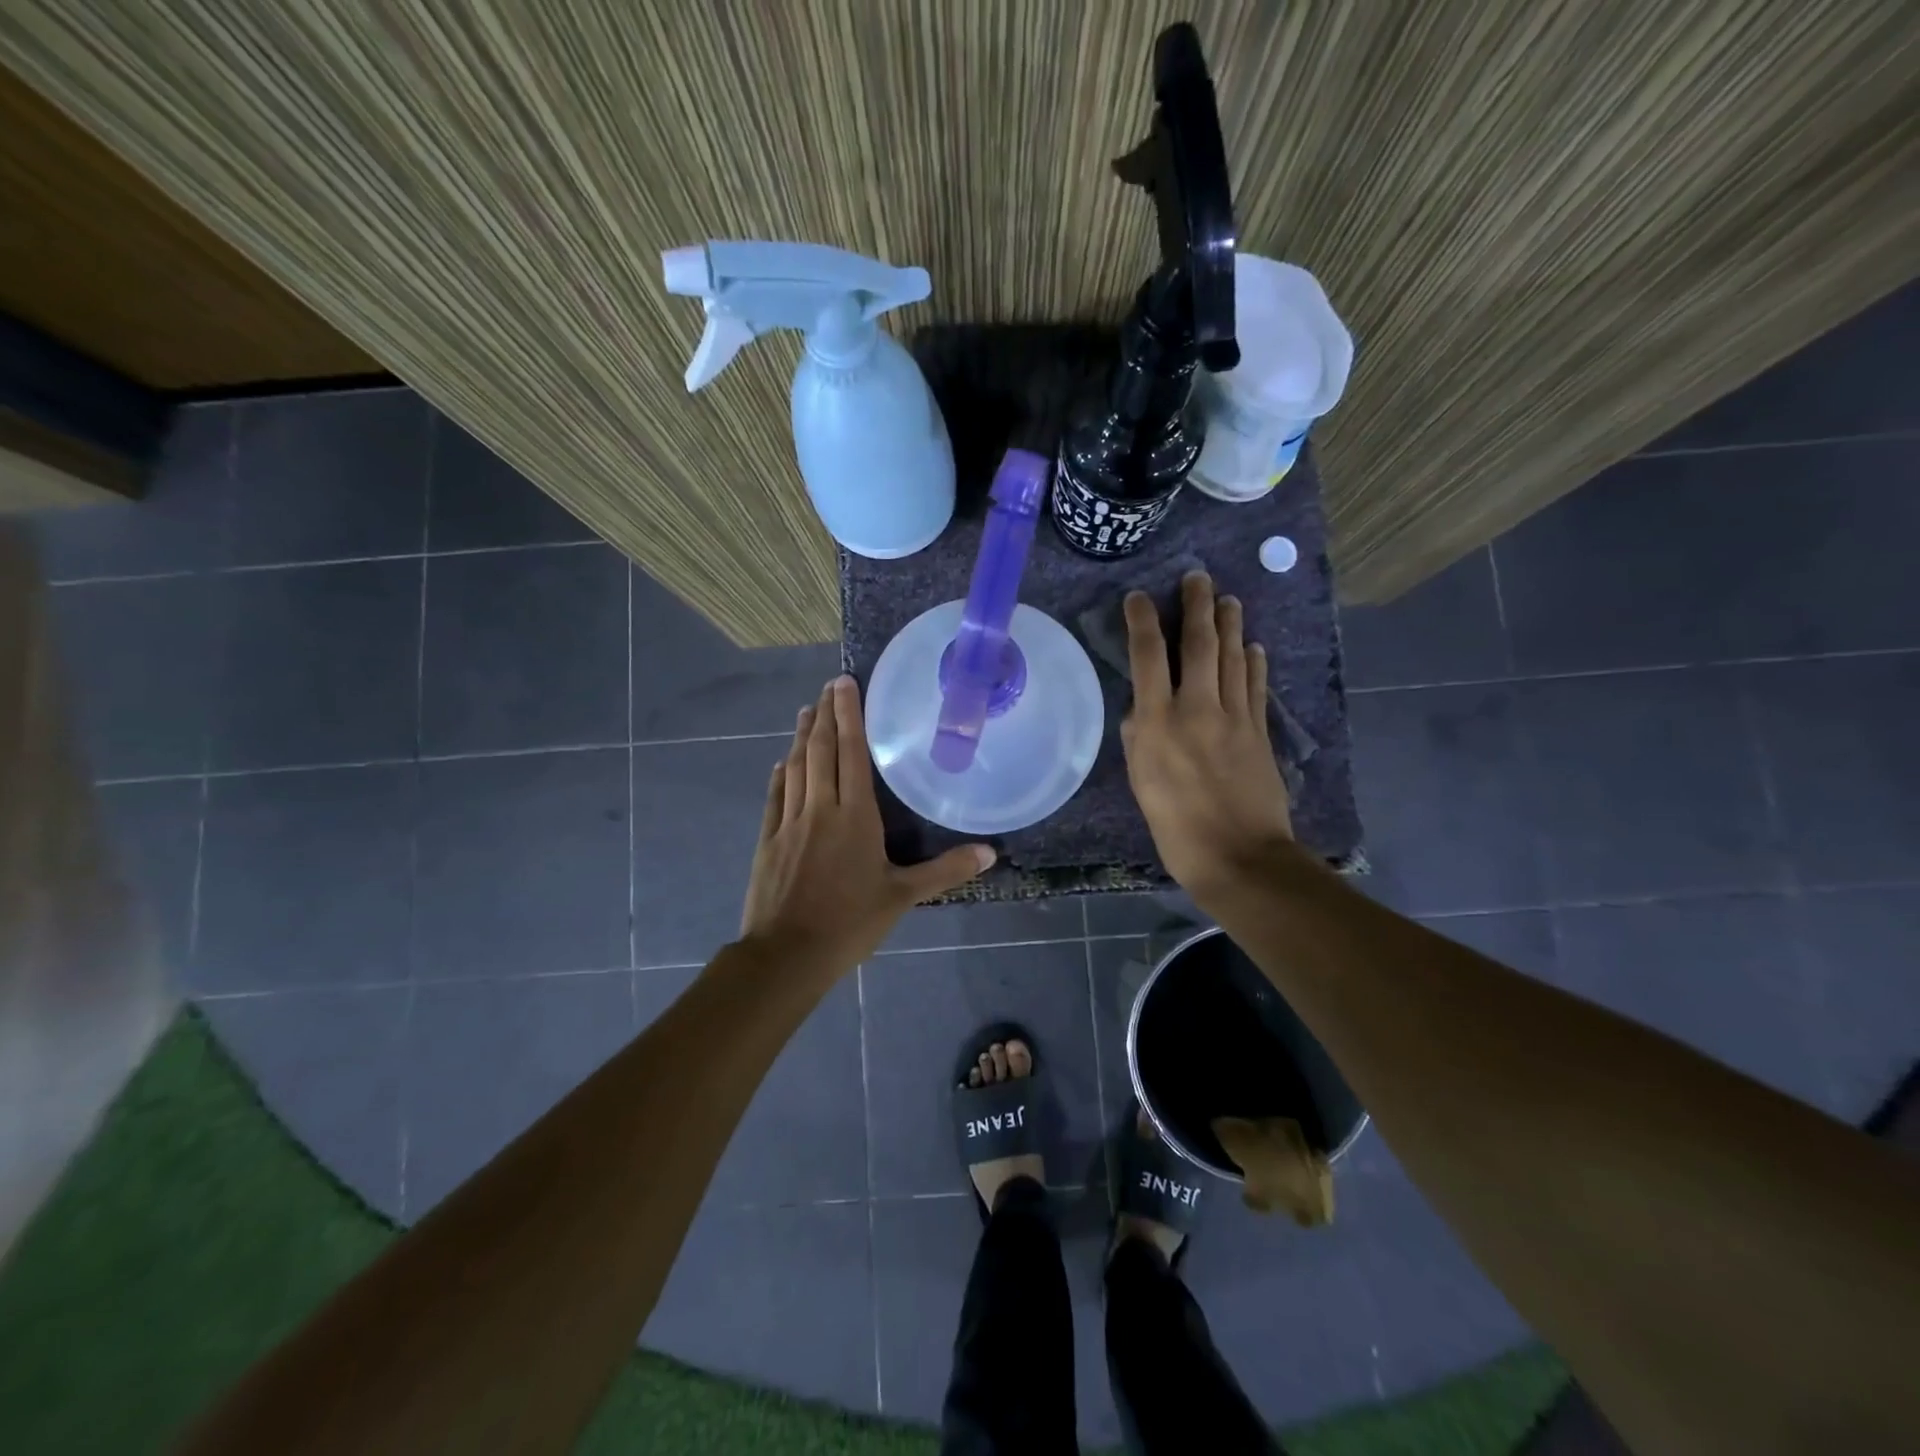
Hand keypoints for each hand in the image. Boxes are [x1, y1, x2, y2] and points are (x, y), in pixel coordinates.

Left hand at [740, 676, 995, 977]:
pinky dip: (779, 775)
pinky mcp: (768, 840)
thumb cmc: (850, 922)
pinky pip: (775, 797)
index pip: (852, 753)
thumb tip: (991, 853)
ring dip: (800, 738)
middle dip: (824, 715)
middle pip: (820, 751)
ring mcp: (789, 823)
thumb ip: (946, 871)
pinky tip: (781, 763)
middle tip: (827, 687)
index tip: (844, 684)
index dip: (848, 716)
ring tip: (805, 712)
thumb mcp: (903, 897)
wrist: (787, 954)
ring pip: (796, 768)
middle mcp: (820, 808)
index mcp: (855, 816)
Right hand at [1120, 572, 1292, 905]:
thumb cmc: (1176, 826)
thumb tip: (1143, 710)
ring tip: (1227, 599)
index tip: (1139, 597)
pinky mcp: (1260, 732)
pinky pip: (1256, 687)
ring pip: (1234, 658)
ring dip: (1230, 625)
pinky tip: (1254, 646)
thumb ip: (1139, 738)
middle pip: (1200, 645)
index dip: (1143, 621)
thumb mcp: (1141, 782)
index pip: (1149, 657)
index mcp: (1159, 722)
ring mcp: (1235, 717)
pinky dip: (1255, 662)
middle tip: (1197, 577)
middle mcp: (1198, 708)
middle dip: (1197, 606)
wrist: (1239, 855)